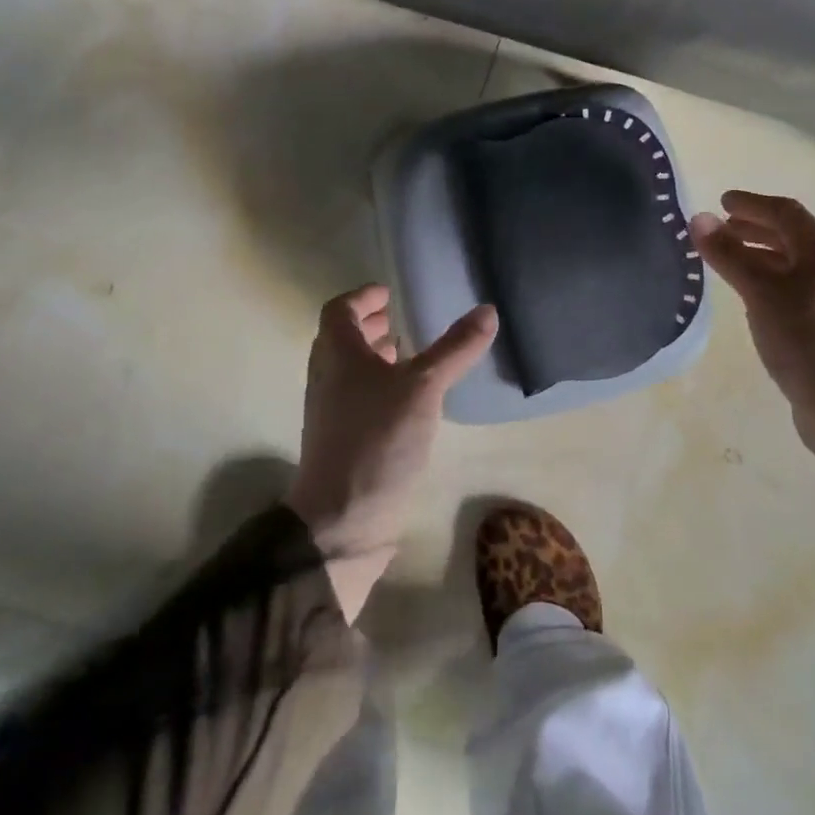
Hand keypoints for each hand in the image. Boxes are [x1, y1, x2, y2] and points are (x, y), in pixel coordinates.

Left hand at [285, 284, 496, 619]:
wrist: (342, 521)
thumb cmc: (377, 439)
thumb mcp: (423, 388)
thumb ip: (454, 349)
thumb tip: (487, 310)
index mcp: (337, 354)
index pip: (340, 310)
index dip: (363, 297)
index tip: (389, 293)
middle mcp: (328, 377)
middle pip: (343, 339)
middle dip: (370, 326)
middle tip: (401, 319)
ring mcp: (333, 411)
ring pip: (351, 370)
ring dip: (375, 357)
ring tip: (410, 354)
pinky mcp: (344, 440)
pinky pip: (359, 397)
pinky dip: (380, 386)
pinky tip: (410, 401)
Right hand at [690, 191, 814, 514]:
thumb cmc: (803, 337)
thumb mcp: (759, 291)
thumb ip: (728, 254)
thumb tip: (698, 218)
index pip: (786, 213)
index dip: (752, 204)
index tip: (722, 202)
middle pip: (791, 237)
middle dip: (754, 229)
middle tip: (721, 230)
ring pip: (791, 265)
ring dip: (759, 256)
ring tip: (728, 261)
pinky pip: (791, 290)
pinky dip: (767, 281)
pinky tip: (749, 298)